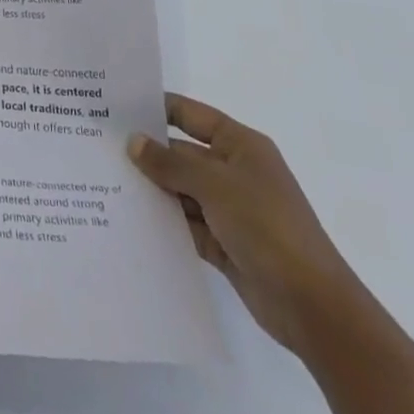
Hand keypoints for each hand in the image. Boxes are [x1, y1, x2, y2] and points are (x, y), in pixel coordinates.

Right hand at [129, 94, 359, 355]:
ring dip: (153, 189)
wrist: (313, 307)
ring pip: (181, 190)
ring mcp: (230, 209)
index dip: (157, 108)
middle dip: (148, 153)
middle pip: (182, 153)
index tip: (117, 106)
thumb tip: (133, 141)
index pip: (191, 115)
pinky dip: (165, 222)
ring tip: (106, 181)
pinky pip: (186, 224)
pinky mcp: (224, 243)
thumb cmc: (267, 226)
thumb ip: (170, 163)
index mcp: (240, 145)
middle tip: (100, 146)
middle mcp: (234, 171)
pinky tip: (131, 218)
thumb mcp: (215, 186)